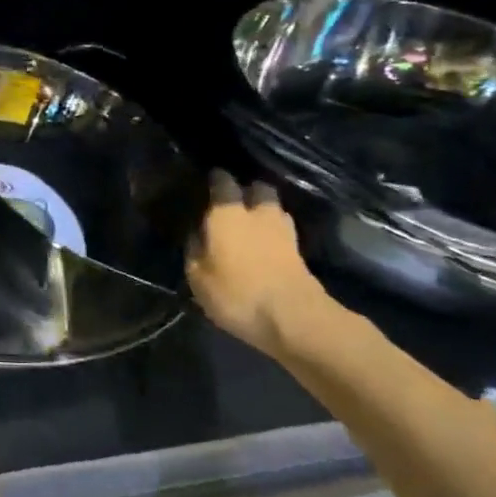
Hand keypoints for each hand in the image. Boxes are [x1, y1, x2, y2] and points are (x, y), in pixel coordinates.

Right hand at [187, 170, 340, 357]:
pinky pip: (284, 230)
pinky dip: (275, 231)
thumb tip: (196, 233)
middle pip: (258, 188)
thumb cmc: (237, 293)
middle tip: (235, 201)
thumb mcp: (198, 276)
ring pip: (274, 208)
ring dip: (264, 210)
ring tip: (252, 222)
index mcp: (227, 213)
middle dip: (248, 190)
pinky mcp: (300, 252)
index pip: (223, 182)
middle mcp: (257, 213)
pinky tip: (267, 242)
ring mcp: (283, 231)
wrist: (294, 318)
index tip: (209, 179)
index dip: (216, 178)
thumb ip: (195, 249)